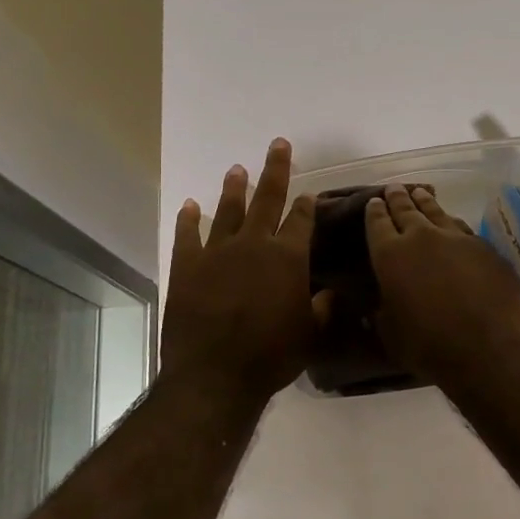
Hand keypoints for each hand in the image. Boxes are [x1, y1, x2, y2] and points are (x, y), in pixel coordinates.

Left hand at [162, 139, 322, 403]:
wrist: (215, 374)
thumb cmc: (271, 356)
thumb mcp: (310, 335)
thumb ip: (323, 308)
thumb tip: (333, 291)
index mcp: (287, 257)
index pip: (301, 220)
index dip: (307, 205)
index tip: (309, 193)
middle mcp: (254, 244)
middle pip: (267, 199)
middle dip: (275, 170)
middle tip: (278, 144)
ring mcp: (217, 253)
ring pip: (228, 211)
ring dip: (234, 188)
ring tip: (237, 169)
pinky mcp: (187, 267)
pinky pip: (187, 236)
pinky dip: (189, 219)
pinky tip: (190, 205)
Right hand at [364, 185, 519, 381]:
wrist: (487, 347)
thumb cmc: (429, 346)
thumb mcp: (391, 334)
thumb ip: (382, 314)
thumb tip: (376, 308)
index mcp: (390, 255)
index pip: (377, 223)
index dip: (374, 211)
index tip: (373, 201)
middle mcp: (421, 237)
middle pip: (406, 209)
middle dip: (398, 198)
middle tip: (394, 188)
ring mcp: (457, 238)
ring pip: (437, 211)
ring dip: (426, 202)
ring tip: (420, 193)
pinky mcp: (485, 247)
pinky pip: (463, 228)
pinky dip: (452, 223)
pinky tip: (453, 223)